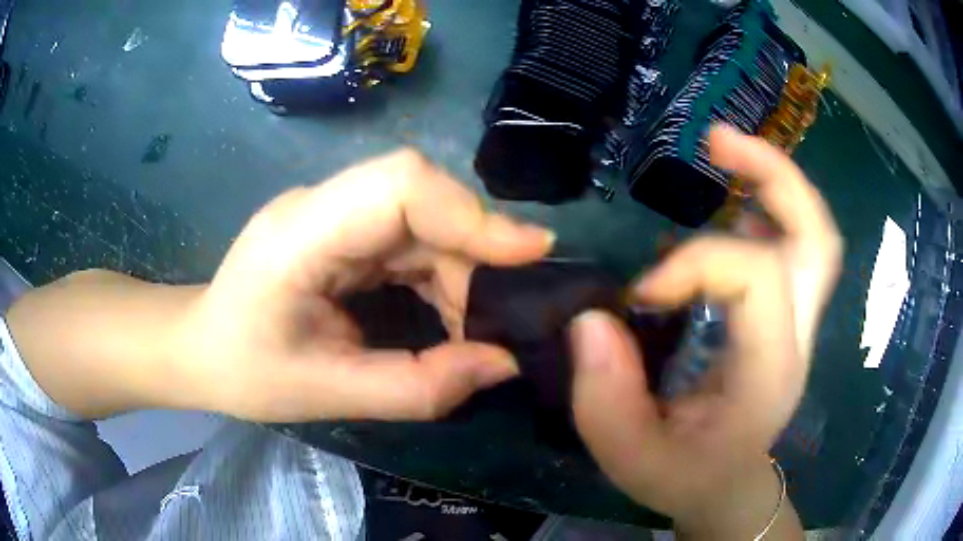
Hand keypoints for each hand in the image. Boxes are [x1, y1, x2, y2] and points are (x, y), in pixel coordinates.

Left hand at [176, 150, 553, 421]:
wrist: (199, 346)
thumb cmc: (244, 371)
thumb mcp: (327, 393)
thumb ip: (418, 387)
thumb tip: (504, 364)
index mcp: (300, 234)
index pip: (400, 185)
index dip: (471, 213)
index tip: (531, 253)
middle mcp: (320, 205)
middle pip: (423, 199)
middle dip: (475, 256)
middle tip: (503, 317)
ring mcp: (332, 213)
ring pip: (425, 218)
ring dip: (462, 270)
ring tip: (474, 328)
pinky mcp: (343, 230)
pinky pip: (411, 238)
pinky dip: (442, 275)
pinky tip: (448, 315)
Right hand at [569, 126, 841, 535]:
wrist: (726, 487)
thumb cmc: (685, 477)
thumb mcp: (631, 459)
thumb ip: (605, 398)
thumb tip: (592, 317)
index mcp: (770, 370)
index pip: (756, 276)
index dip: (694, 263)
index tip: (641, 292)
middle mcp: (796, 334)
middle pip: (816, 233)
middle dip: (774, 173)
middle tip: (716, 140)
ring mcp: (795, 320)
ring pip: (810, 230)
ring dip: (769, 179)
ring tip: (719, 150)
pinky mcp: (782, 314)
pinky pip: (788, 243)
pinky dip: (763, 208)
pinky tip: (728, 204)